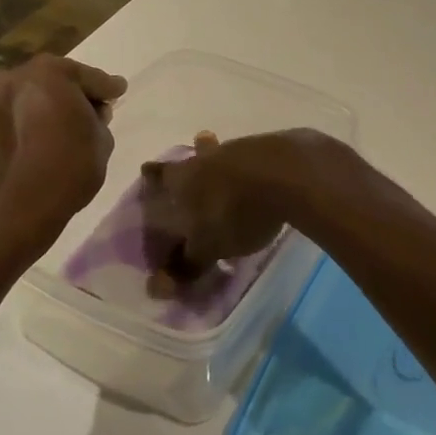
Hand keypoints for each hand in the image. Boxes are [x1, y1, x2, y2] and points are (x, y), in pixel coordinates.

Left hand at [0, 55, 125, 255]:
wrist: (10, 212)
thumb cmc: (65, 170)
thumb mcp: (101, 141)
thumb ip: (98, 118)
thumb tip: (89, 114)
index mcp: (50, 72)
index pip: (91, 77)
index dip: (108, 88)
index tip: (119, 90)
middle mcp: (17, 77)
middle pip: (58, 81)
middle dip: (77, 94)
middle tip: (96, 110)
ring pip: (36, 96)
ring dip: (53, 107)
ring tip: (71, 127)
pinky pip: (19, 113)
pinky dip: (34, 120)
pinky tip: (47, 137)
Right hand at [139, 131, 300, 279]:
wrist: (287, 174)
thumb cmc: (236, 212)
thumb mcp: (208, 248)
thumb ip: (185, 265)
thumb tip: (156, 287)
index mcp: (184, 178)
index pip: (161, 175)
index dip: (154, 175)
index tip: (148, 171)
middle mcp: (207, 157)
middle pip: (194, 154)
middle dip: (190, 160)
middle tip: (188, 164)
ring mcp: (239, 148)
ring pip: (223, 153)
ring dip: (222, 160)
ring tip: (227, 170)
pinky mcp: (270, 147)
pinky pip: (252, 156)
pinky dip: (251, 165)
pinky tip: (260, 174)